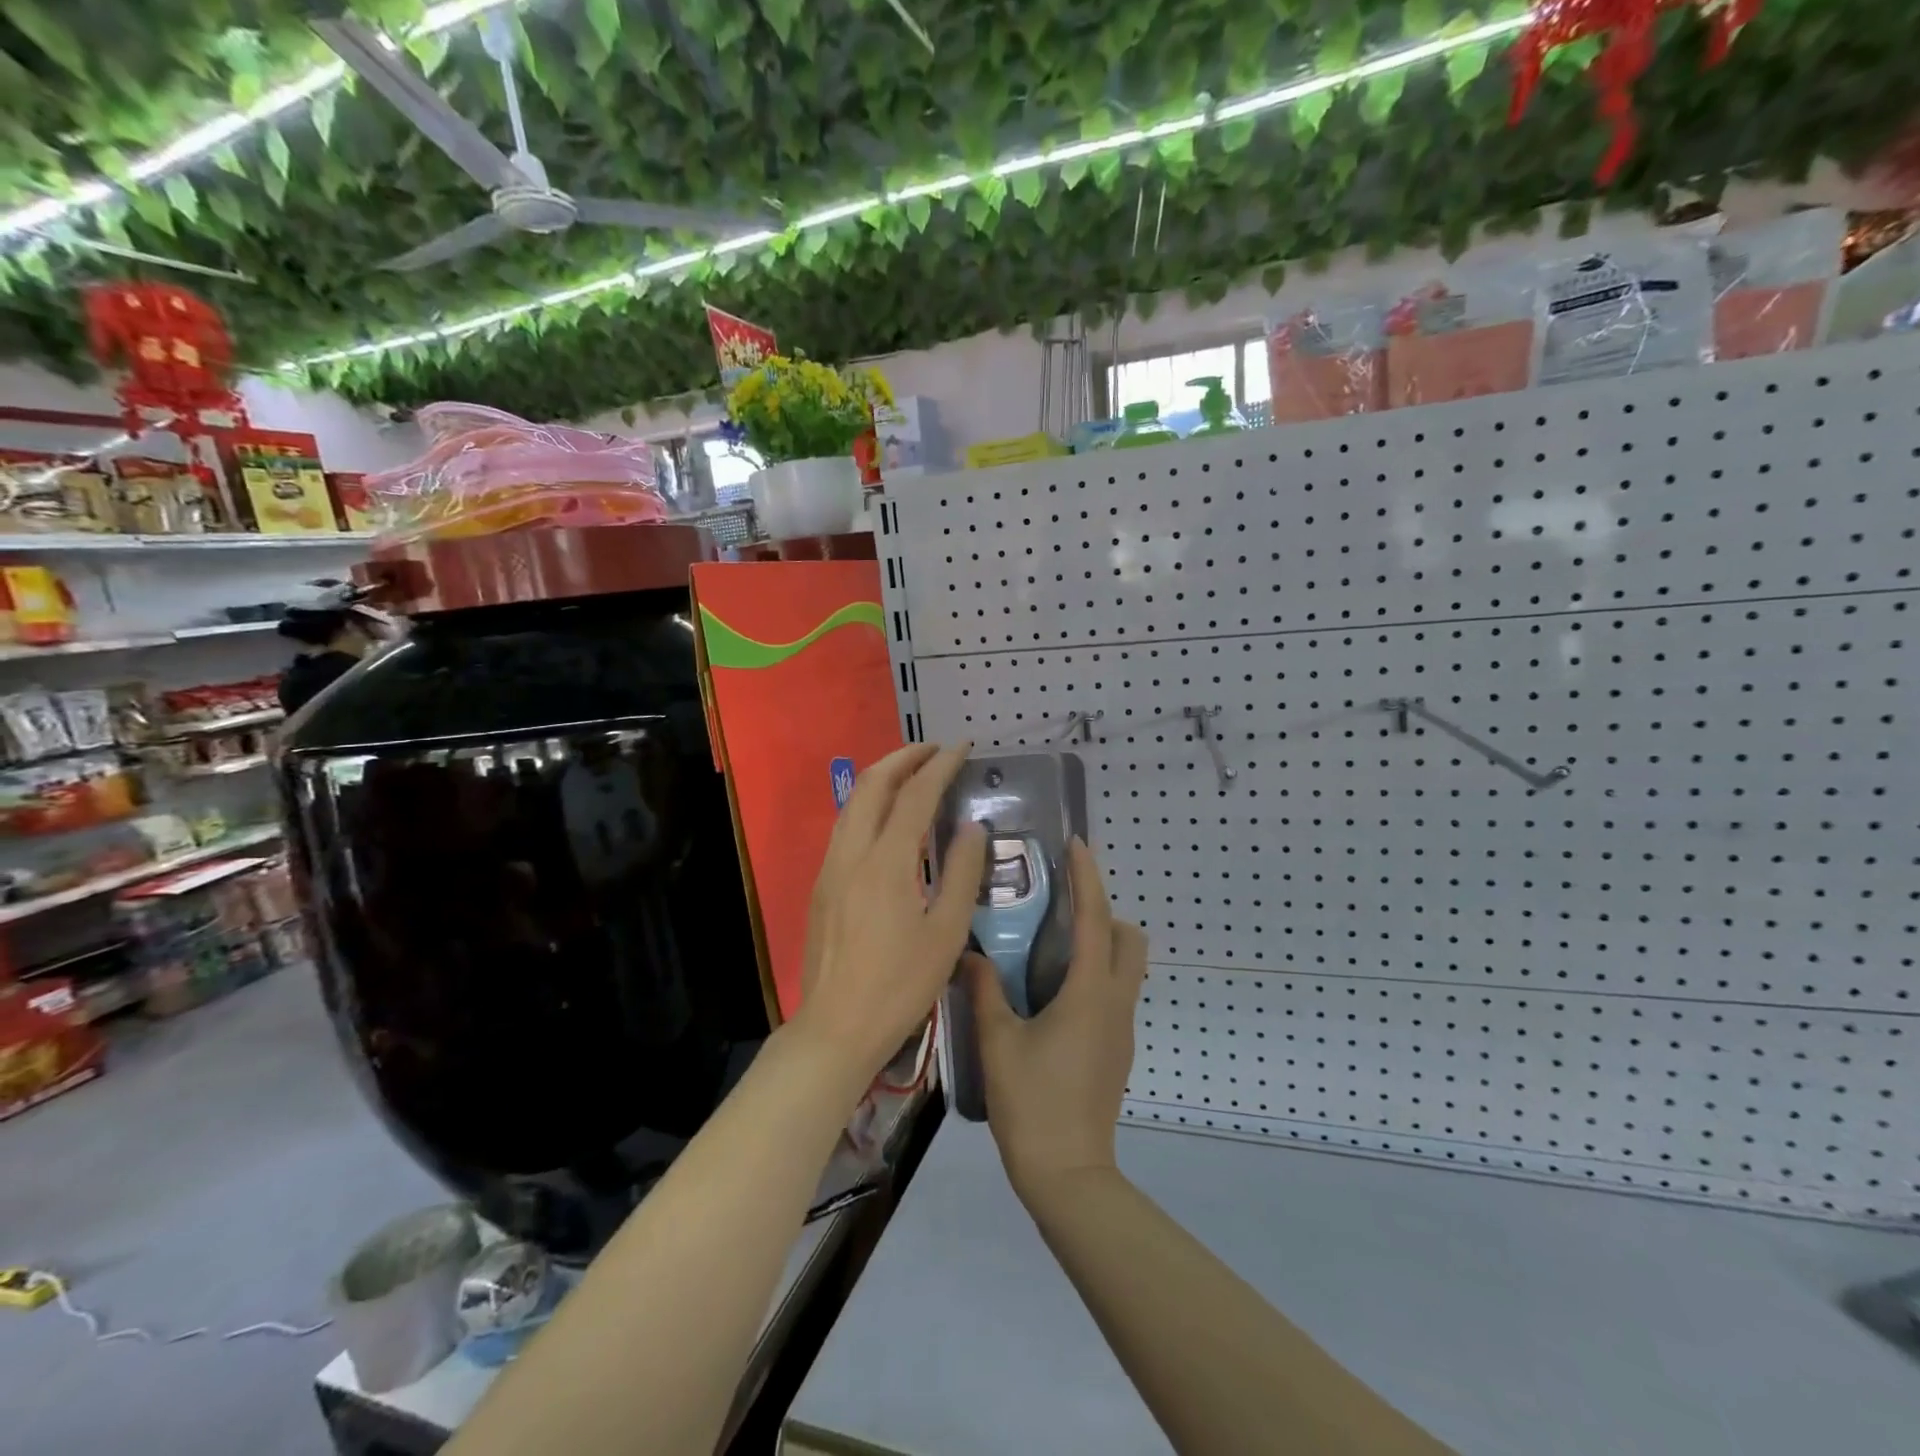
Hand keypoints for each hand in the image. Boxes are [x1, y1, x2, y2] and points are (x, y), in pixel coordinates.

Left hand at [791, 743, 985, 1087]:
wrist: (836, 1029)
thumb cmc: (900, 987)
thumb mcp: (946, 934)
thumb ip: (963, 874)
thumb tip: (972, 827)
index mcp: (886, 863)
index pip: (916, 796)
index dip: (940, 765)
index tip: (962, 747)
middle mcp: (852, 854)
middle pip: (871, 784)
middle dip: (903, 757)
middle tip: (935, 750)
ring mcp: (830, 868)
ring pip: (852, 803)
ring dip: (883, 778)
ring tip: (913, 773)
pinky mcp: (821, 885)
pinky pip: (845, 826)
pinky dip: (869, 804)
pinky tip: (888, 819)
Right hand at [965, 838, 1147, 1198]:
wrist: (1068, 1174)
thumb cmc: (1031, 1103)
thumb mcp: (998, 1042)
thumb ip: (984, 991)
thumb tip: (968, 954)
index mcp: (1089, 993)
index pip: (1096, 919)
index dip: (1088, 878)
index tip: (1077, 845)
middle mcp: (1115, 1003)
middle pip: (1130, 940)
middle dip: (1105, 913)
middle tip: (1062, 907)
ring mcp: (1122, 1028)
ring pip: (1127, 967)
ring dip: (1103, 943)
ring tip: (1053, 945)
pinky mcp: (1118, 1049)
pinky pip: (1116, 992)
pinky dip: (1096, 973)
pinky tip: (1054, 991)